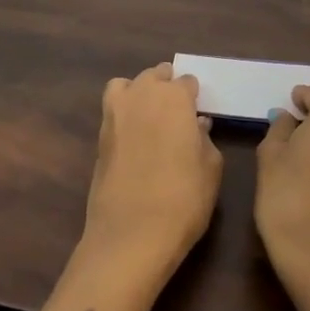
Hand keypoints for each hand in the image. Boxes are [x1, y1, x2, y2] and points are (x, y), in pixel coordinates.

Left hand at [81, 62, 222, 285]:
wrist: (131, 235)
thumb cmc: (183, 199)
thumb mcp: (211, 169)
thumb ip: (206, 140)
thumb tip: (198, 125)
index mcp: (174, 98)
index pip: (187, 82)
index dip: (195, 96)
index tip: (199, 112)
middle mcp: (142, 95)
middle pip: (154, 75)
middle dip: (167, 85)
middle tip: (178, 110)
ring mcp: (115, 114)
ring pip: (126, 85)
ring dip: (140, 91)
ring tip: (152, 115)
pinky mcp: (98, 137)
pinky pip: (112, 109)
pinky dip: (123, 112)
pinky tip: (135, 135)